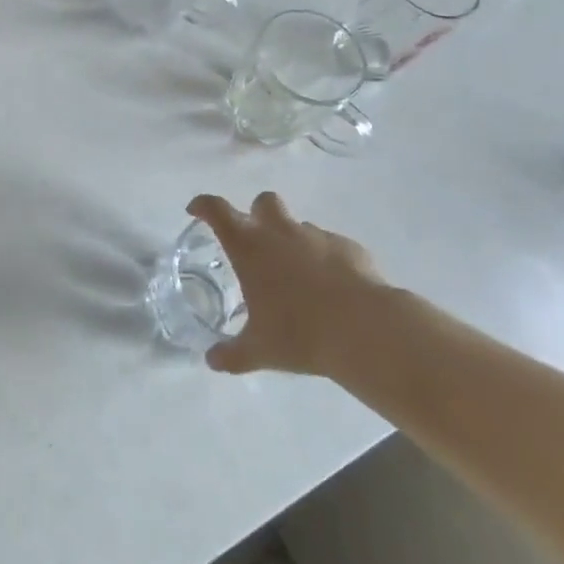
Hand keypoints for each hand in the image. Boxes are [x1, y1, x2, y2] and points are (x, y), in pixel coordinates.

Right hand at [188, 192, 385, 377]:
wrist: (367, 330)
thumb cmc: (300, 333)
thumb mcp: (259, 350)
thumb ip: (232, 353)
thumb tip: (212, 361)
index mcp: (250, 247)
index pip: (217, 210)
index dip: (203, 205)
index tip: (196, 211)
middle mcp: (281, 232)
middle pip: (263, 202)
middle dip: (256, 214)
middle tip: (256, 243)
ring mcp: (318, 236)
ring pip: (299, 226)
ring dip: (293, 241)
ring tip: (298, 278)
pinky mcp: (350, 248)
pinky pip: (331, 246)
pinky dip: (325, 259)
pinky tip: (332, 288)